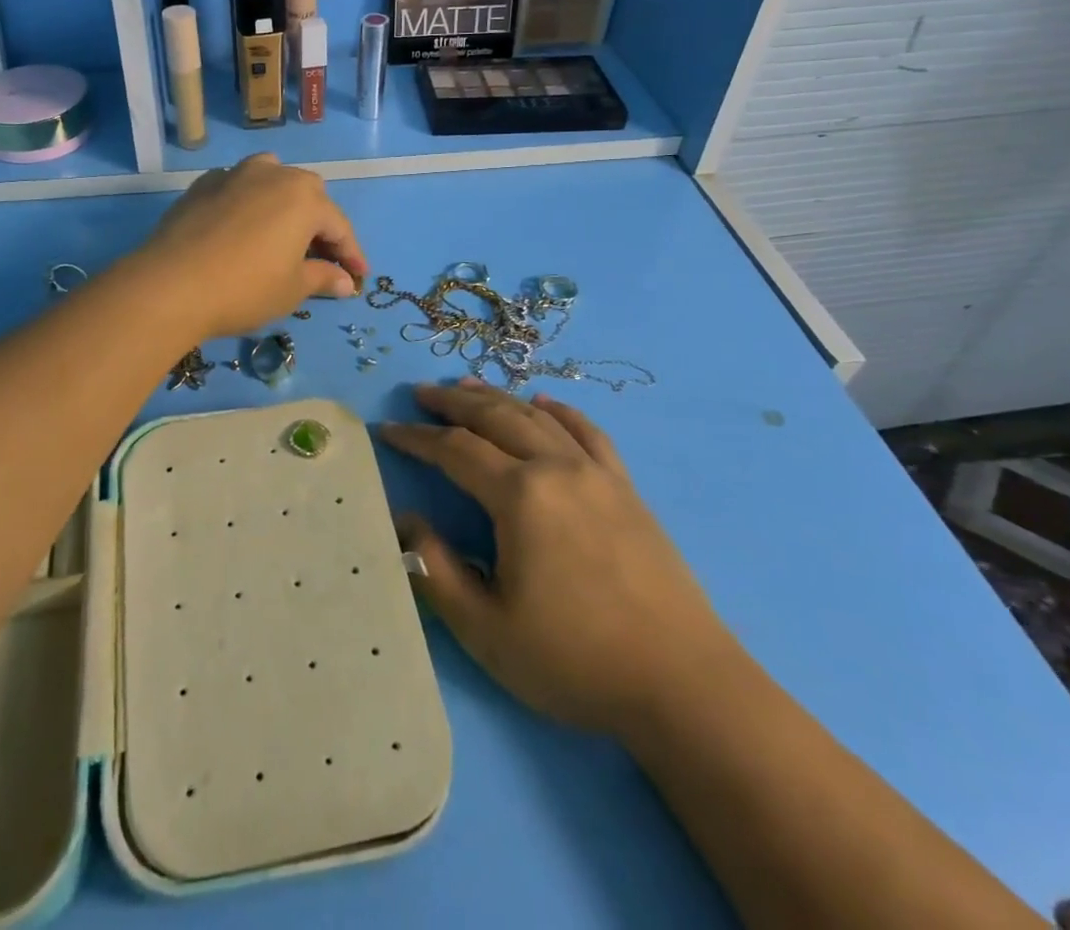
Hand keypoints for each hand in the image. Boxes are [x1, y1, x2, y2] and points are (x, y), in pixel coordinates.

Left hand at [137, 155, 368, 339]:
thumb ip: (323, 277)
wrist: (171, 284)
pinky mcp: (203, 184)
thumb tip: (345, 280)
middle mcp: (273, 174)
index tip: (358, 276)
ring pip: (272, 179)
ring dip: (283, 203)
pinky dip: (249, 203)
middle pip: (308, 195)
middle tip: (320, 257)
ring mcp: (235, 174)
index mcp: (304, 198)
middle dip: (319, 224)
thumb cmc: (244, 288)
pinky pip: (238, 187)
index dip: (351, 254)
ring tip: (282, 232)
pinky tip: (242, 227)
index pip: (339, 226)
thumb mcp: (291, 289)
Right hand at [380, 381, 737, 739]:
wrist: (683, 684)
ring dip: (498, 397)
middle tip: (419, 394)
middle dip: (452, 402)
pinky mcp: (626, 489)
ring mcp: (597, 474)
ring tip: (466, 385)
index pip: (455, 450)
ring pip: (537, 417)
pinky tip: (545, 402)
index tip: (385, 429)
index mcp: (521, 496)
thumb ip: (436, 570)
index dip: (416, 438)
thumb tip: (405, 521)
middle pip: (495, 417)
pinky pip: (588, 432)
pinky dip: (560, 410)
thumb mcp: (487, 629)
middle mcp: (556, 467)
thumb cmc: (576, 660)